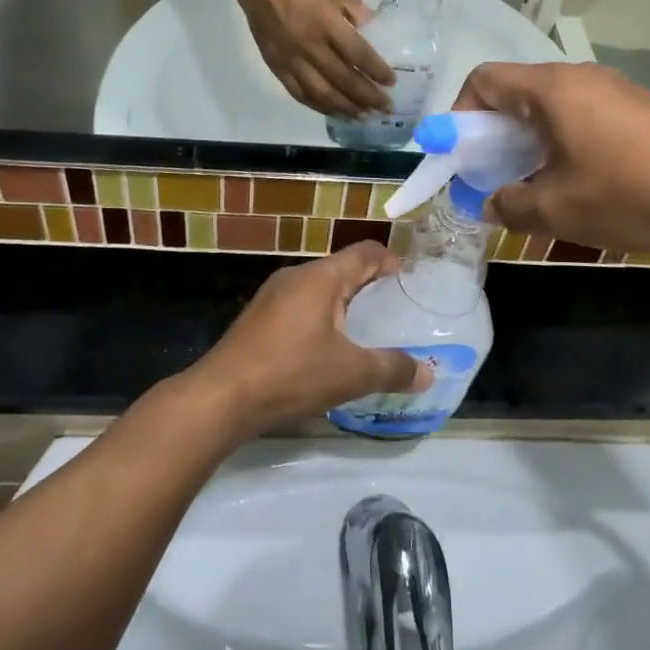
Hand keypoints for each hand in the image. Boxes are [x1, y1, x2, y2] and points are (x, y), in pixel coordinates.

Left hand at [192, 243, 432, 435]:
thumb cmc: (291, 373)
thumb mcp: (350, 374)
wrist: (221, 397)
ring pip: (319, 289)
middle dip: (369, 286)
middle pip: (342, 269)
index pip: (366, 252)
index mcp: (322, 277)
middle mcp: (297, 276)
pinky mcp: (257, 318)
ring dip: (343, 304)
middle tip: (393, 313)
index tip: (409, 284)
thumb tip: (428, 373)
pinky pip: (299, 306)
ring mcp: (272, 295)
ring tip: (363, 333)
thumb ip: (392, 369)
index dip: (391, 263)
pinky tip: (324, 351)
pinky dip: (320, 318)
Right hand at [226, 0, 393, 116]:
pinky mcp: (276, 66)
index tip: (391, 82)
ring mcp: (291, 59)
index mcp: (327, 23)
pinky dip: (318, 105)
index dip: (376, 71)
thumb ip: (358, 11)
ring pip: (321, 93)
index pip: (358, 54)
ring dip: (345, 107)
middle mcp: (310, 46)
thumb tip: (377, 32)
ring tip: (362, 115)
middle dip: (367, 96)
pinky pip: (298, 93)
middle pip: (343, 79)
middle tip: (384, 108)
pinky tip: (333, 110)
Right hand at [459, 61, 649, 251]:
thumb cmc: (629, 191)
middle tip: (493, 175)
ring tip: (536, 182)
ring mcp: (614, 88)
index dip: (460, 114)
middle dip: (494, 133)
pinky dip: (563, 139)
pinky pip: (583, 114)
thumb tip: (488, 203)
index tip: (461, 154)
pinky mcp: (639, 107)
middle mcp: (579, 77)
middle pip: (517, 91)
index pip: (484, 80)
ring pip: (551, 105)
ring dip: (530, 139)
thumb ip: (509, 205)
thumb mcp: (557, 208)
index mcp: (551, 89)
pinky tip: (581, 179)